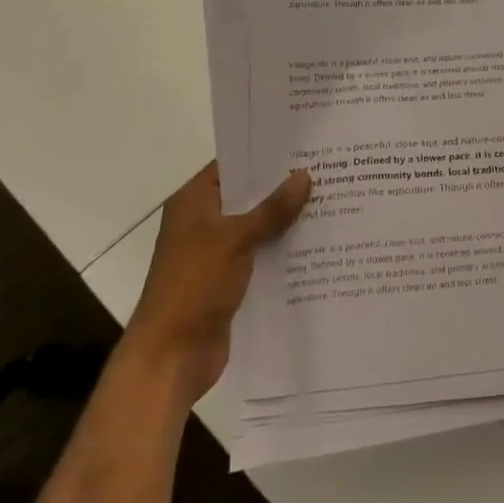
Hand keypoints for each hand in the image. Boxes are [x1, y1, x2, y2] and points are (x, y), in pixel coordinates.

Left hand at [123, 160, 310, 405]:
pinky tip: (319, 243)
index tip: (304, 145)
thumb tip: (304, 175)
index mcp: (194, 203)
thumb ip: (272, 209)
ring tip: (332, 201)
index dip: (264, 154)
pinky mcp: (230, 280)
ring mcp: (216, 253)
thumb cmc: (194, 286)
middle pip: (248, 196)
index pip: (232, 165)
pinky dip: (284, 249)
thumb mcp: (235, 240)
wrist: (171, 357)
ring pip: (258, 226)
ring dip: (287, 220)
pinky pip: (262, 255)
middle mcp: (204, 222)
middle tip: (329, 170)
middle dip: (284, 187)